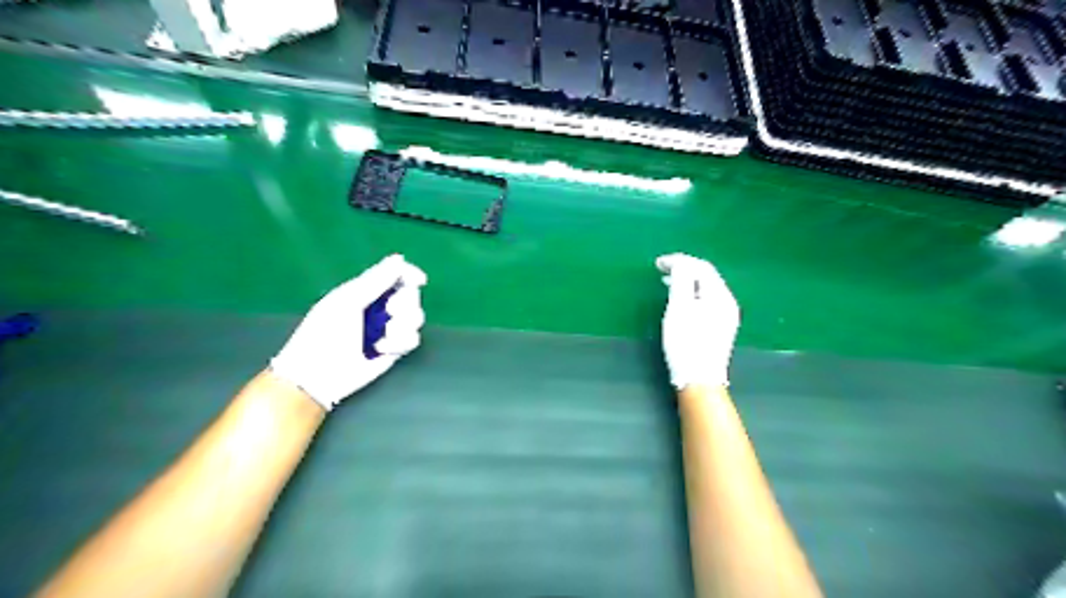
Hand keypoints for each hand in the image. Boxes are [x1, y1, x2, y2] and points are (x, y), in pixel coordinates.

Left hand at [272, 253, 427, 410]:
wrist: (319, 374)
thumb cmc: (325, 334)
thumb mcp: (347, 301)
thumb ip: (376, 280)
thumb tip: (399, 258)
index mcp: (365, 291)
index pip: (395, 275)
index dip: (410, 275)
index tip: (419, 280)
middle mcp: (380, 307)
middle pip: (410, 296)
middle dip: (405, 304)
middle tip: (390, 312)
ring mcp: (388, 328)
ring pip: (416, 317)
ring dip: (403, 326)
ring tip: (384, 337)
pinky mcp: (395, 349)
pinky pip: (413, 339)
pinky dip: (400, 343)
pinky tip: (382, 349)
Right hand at [656, 250, 738, 387]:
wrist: (699, 380)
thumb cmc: (686, 343)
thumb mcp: (679, 308)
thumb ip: (681, 280)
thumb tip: (680, 263)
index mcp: (720, 296)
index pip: (701, 267)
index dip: (680, 261)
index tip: (657, 263)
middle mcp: (728, 303)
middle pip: (706, 276)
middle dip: (684, 269)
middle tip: (661, 270)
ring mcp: (726, 317)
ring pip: (706, 289)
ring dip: (687, 281)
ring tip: (667, 282)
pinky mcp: (720, 328)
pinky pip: (706, 301)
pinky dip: (692, 294)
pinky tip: (680, 301)